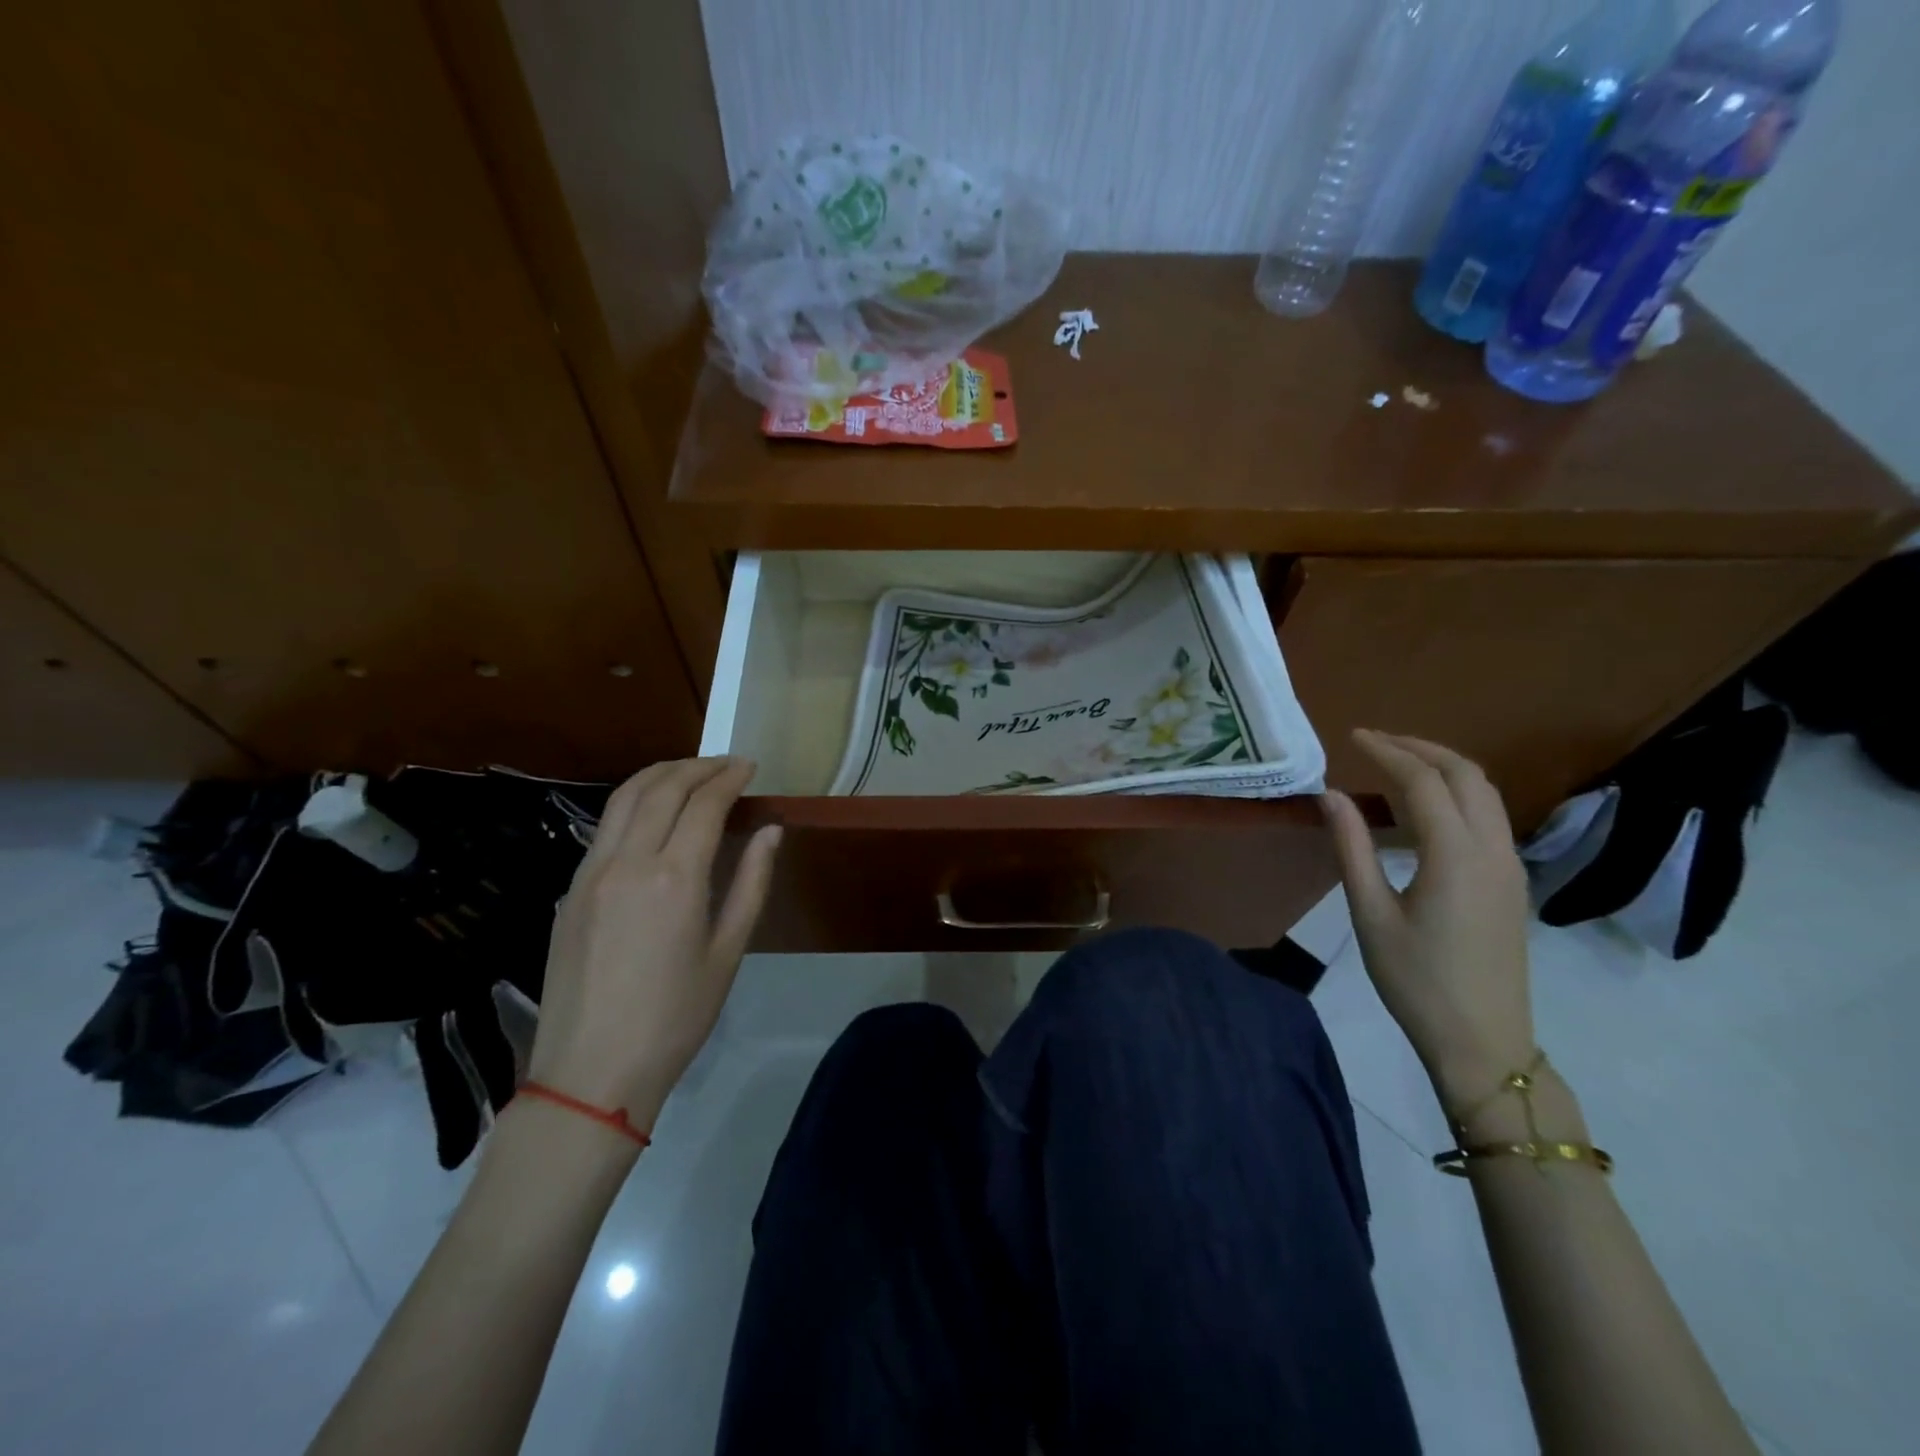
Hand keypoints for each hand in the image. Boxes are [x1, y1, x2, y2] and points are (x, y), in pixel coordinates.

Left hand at [525, 757, 781, 1131]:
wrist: (590, 1072)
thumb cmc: (675, 1017)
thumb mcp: (728, 952)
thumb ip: (751, 882)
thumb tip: (770, 830)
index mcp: (674, 877)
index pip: (703, 803)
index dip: (729, 778)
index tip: (750, 766)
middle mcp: (627, 862)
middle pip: (661, 788)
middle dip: (697, 766)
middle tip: (726, 764)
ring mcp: (590, 873)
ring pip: (624, 799)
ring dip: (661, 775)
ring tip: (690, 772)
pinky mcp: (570, 891)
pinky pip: (605, 828)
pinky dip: (634, 803)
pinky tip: (653, 814)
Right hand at [1319, 730, 1535, 1114]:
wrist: (1483, 1041)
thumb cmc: (1415, 980)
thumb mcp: (1370, 913)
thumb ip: (1351, 848)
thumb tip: (1330, 795)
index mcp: (1455, 855)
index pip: (1424, 781)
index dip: (1387, 751)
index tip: (1352, 736)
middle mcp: (1493, 849)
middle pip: (1466, 775)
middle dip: (1421, 748)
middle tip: (1375, 741)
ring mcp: (1510, 866)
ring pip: (1485, 793)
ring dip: (1442, 767)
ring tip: (1395, 764)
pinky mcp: (1511, 882)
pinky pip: (1488, 817)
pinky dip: (1455, 794)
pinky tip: (1421, 809)